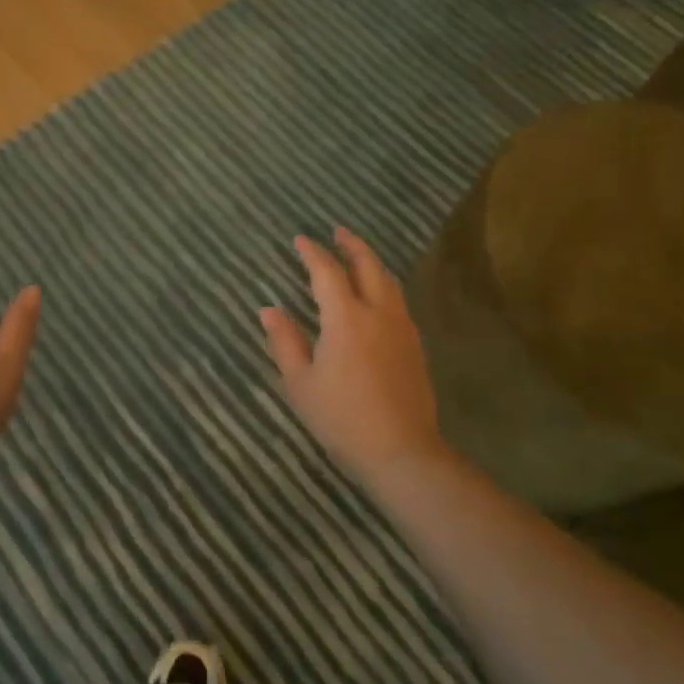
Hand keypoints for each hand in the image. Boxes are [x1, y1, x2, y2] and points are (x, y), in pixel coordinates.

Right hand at [261, 228, 447, 482]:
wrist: (401, 452)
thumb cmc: (341, 418)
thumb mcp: (301, 383)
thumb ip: (285, 341)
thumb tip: (269, 310)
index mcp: (346, 318)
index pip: (327, 272)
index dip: (313, 253)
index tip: (300, 239)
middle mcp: (378, 313)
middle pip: (368, 265)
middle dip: (351, 245)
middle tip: (337, 231)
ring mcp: (401, 328)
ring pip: (388, 281)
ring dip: (371, 262)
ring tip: (357, 256)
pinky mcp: (415, 346)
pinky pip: (398, 301)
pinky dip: (383, 284)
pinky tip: (376, 295)